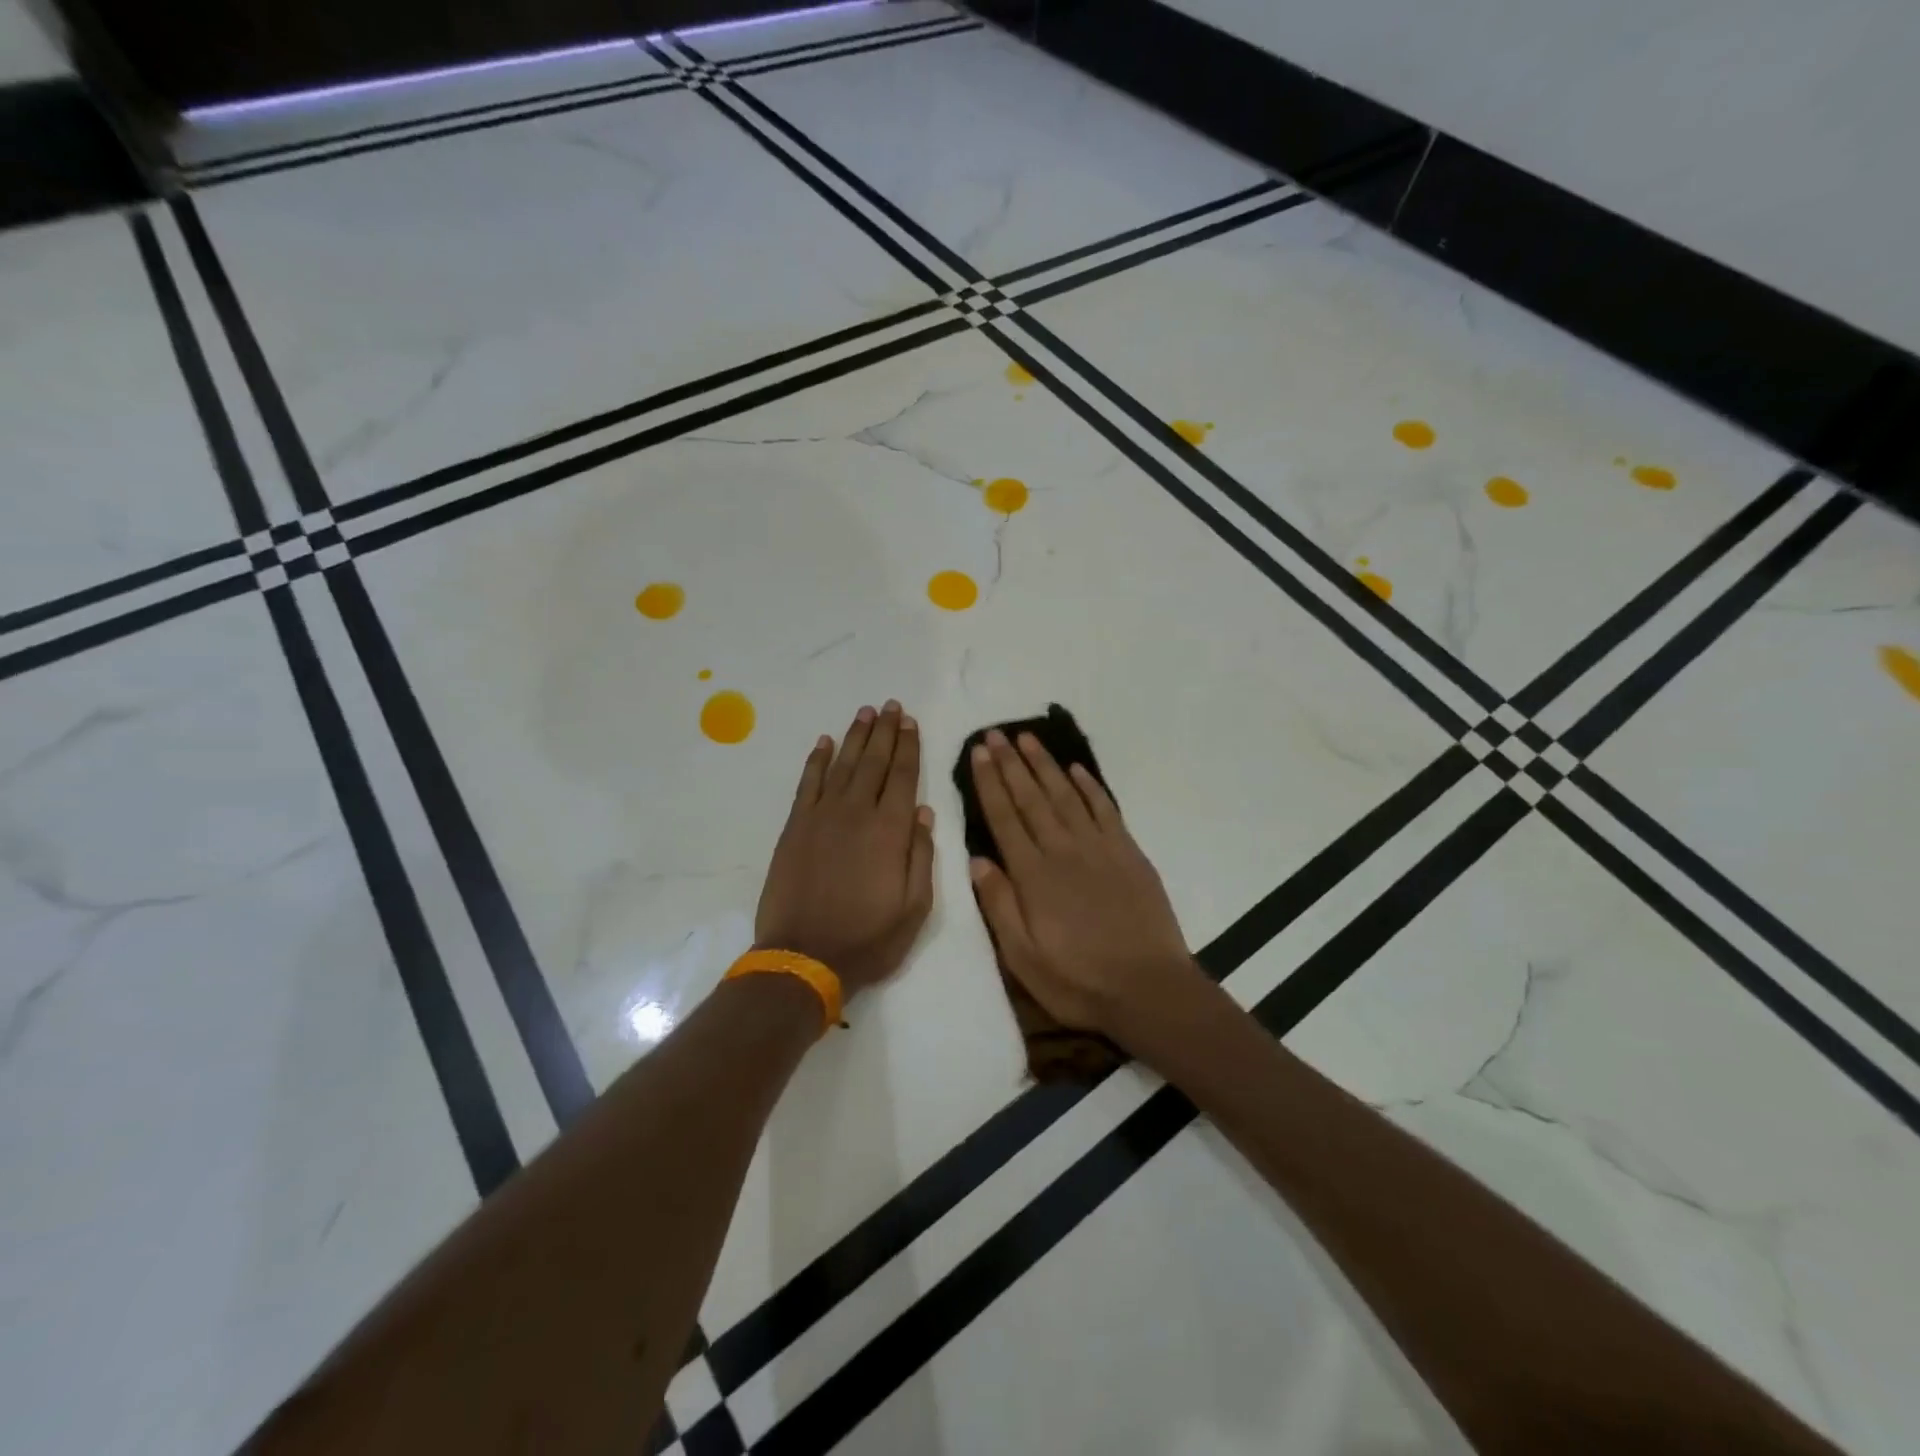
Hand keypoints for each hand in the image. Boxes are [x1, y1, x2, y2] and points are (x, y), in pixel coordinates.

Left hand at [755, 701, 935, 996]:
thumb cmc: (868, 938)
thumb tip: (924, 812)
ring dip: (855, 737)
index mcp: (890, 831)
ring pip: (843, 765)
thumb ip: (921, 856)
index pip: (903, 777)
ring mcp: (822, 816)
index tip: (911, 722)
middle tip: (891, 706)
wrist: (804, 956)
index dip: (909, 747)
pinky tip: (824, 742)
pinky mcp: (795, 827)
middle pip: (874, 762)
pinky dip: (817, 760)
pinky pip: (808, 783)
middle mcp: (857, 813)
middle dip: (885, 732)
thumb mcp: (914, 908)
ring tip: (865, 713)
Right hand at [966, 730, 1199, 1047]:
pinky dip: (1089, 785)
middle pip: (1032, 797)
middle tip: (996, 733)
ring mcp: (1099, 848)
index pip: (1004, 817)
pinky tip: (1077, 769)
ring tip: (1028, 738)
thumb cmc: (1079, 981)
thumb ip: (999, 905)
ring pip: (1066, 795)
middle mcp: (1063, 850)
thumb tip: (977, 859)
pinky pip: (1104, 809)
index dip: (990, 783)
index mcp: (1033, 875)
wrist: (1150, 989)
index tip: (979, 753)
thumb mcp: (1023, 958)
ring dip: (1045, 764)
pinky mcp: (1128, 853)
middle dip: (1011, 763)